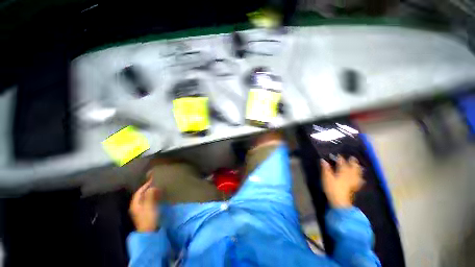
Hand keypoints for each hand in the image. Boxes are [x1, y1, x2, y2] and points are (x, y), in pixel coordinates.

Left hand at [130, 179, 160, 231]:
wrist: (148, 234)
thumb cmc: (148, 219)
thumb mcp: (150, 206)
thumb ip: (150, 196)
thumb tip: (152, 187)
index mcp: (135, 203)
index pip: (139, 191)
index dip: (146, 185)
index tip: (152, 180)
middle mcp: (135, 206)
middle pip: (141, 196)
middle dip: (148, 190)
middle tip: (156, 186)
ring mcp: (138, 212)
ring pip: (143, 201)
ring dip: (149, 196)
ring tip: (157, 192)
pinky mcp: (143, 217)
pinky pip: (146, 205)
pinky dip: (151, 201)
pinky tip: (155, 202)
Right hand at [321, 155, 364, 207]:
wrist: (341, 202)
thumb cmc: (333, 190)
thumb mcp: (327, 179)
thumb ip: (326, 169)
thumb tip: (323, 160)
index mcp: (343, 169)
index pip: (341, 161)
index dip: (339, 157)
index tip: (338, 155)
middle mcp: (350, 173)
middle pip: (353, 164)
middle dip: (352, 161)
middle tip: (352, 158)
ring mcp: (354, 180)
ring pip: (358, 171)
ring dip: (358, 168)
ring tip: (358, 166)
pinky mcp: (356, 187)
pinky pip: (360, 181)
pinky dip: (361, 179)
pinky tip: (361, 180)